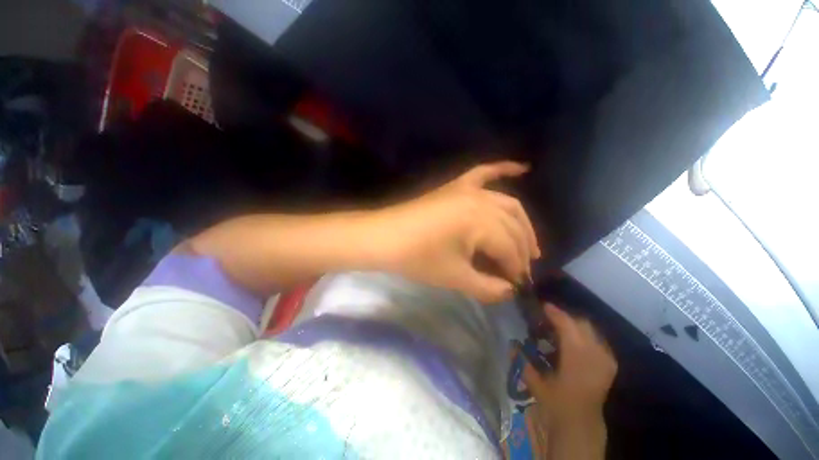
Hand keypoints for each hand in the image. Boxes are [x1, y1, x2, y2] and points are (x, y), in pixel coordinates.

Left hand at [370, 161, 540, 302]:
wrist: (384, 238)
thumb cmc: (417, 259)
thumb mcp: (455, 277)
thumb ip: (488, 288)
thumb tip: (510, 291)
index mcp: (481, 223)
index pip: (510, 249)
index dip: (517, 269)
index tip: (518, 285)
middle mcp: (481, 200)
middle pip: (513, 226)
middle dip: (523, 250)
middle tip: (523, 269)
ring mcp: (467, 189)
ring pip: (507, 203)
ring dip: (522, 223)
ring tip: (529, 243)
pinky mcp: (455, 185)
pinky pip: (484, 172)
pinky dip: (503, 169)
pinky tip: (523, 168)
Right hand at [522, 304, 616, 421]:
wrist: (582, 422)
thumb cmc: (558, 403)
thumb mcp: (536, 383)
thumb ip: (522, 361)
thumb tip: (511, 343)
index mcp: (576, 358)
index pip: (567, 325)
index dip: (555, 313)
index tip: (543, 305)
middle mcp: (594, 354)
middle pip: (581, 323)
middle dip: (565, 316)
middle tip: (548, 317)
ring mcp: (605, 358)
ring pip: (591, 329)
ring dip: (574, 324)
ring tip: (559, 327)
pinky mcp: (610, 363)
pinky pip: (598, 339)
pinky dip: (584, 334)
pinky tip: (573, 340)